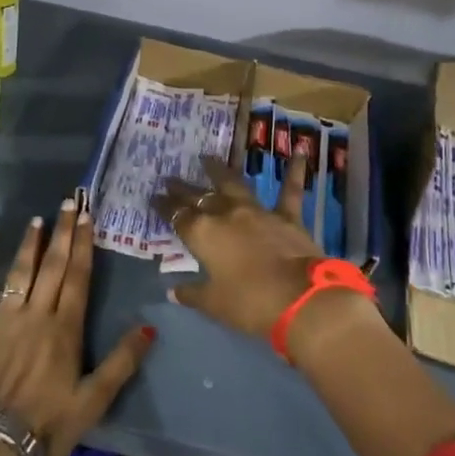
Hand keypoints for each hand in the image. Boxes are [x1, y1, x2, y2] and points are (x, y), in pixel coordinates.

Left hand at [0, 197, 153, 455]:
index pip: (78, 277)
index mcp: (65, 329)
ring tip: (37, 218)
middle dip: (62, 233)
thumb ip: (122, 362)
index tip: (87, 217)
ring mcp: (1, 318)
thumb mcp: (94, 400)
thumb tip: (150, 327)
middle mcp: (36, 314)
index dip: (84, 245)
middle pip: (52, 266)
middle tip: (68, 202)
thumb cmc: (47, 426)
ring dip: (29, 243)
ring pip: (19, 271)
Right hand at [152, 154, 322, 339]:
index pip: (178, 217)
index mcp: (203, 235)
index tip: (154, 197)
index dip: (165, 207)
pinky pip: (289, 190)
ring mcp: (258, 212)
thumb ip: (192, 294)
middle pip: (200, 197)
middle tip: (171, 178)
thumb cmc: (249, 303)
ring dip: (220, 171)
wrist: (300, 299)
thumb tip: (173, 291)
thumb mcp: (214, 304)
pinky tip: (298, 151)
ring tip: (208, 158)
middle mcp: (226, 215)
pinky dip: (294, 171)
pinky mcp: (287, 217)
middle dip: (184, 188)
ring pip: (234, 185)